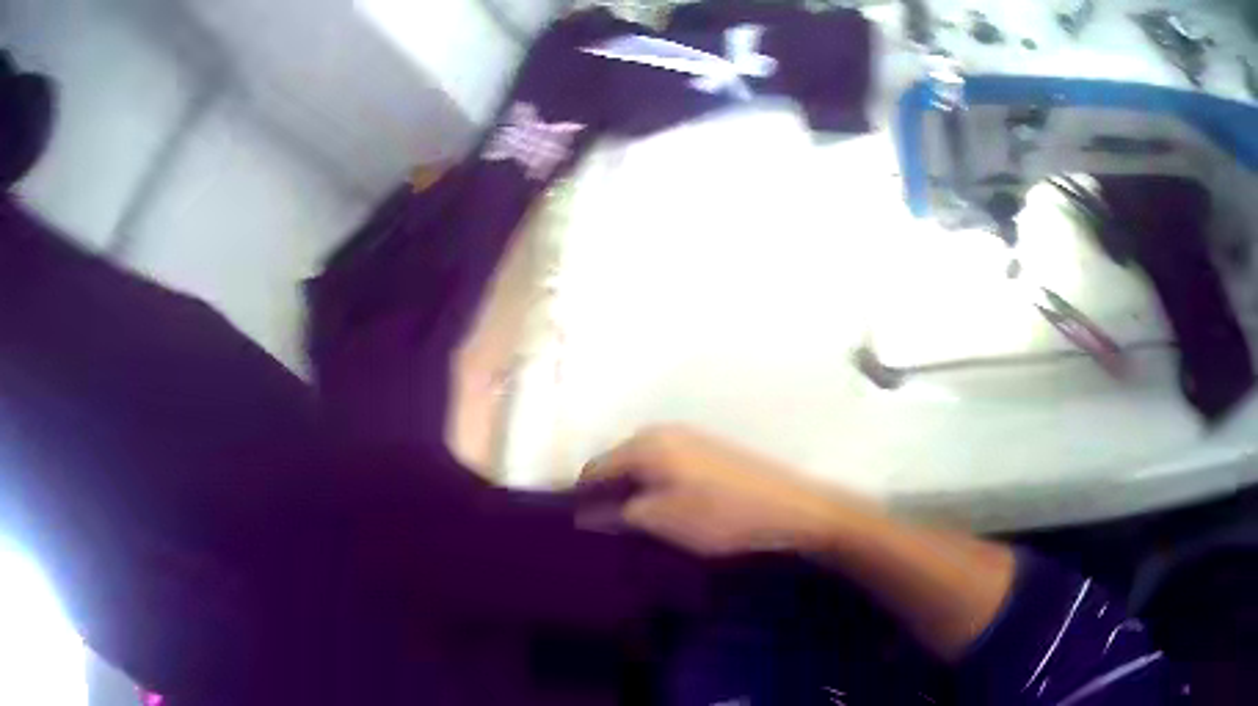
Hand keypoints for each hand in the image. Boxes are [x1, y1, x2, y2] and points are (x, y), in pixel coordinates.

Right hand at [577, 425, 871, 556]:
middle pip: (617, 464)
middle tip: (604, 531)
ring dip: (632, 493)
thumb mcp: (661, 520)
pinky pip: (665, 467)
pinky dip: (656, 488)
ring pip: (642, 467)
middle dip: (607, 495)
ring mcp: (688, 439)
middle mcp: (662, 432)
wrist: (788, 507)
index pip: (594, 468)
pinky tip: (664, 512)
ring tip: (632, 527)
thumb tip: (583, 514)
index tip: (575, 528)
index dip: (580, 498)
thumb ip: (617, 514)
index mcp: (646, 444)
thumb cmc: (720, 514)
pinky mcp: (708, 452)